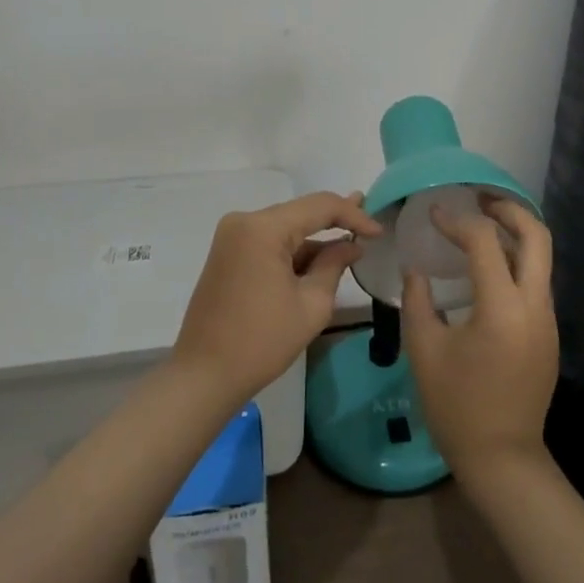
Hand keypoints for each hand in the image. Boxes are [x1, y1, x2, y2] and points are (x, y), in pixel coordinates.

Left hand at [171, 191, 382, 407]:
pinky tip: (319, 258)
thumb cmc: (262, 341)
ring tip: (350, 240)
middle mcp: (244, 221)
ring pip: (285, 227)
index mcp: (263, 228)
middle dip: (335, 220)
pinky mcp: (228, 253)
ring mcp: (232, 237)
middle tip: (369, 223)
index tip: (379, 231)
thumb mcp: (311, 304)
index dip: (353, 215)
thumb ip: (334, 265)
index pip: (319, 206)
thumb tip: (351, 246)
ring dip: (315, 237)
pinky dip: (294, 250)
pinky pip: (269, 242)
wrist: (204, 376)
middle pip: (300, 212)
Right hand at [403, 196, 557, 483]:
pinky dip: (517, 260)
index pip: (485, 242)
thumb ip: (418, 300)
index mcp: (502, 308)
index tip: (434, 215)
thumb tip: (418, 269)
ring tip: (482, 223)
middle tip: (478, 199)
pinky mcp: (548, 333)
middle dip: (509, 209)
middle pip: (537, 236)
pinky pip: (536, 281)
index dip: (457, 222)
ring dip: (516, 233)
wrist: (503, 459)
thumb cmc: (456, 406)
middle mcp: (534, 306)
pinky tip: (489, 265)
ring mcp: (547, 320)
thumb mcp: (424, 350)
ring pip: (541, 258)